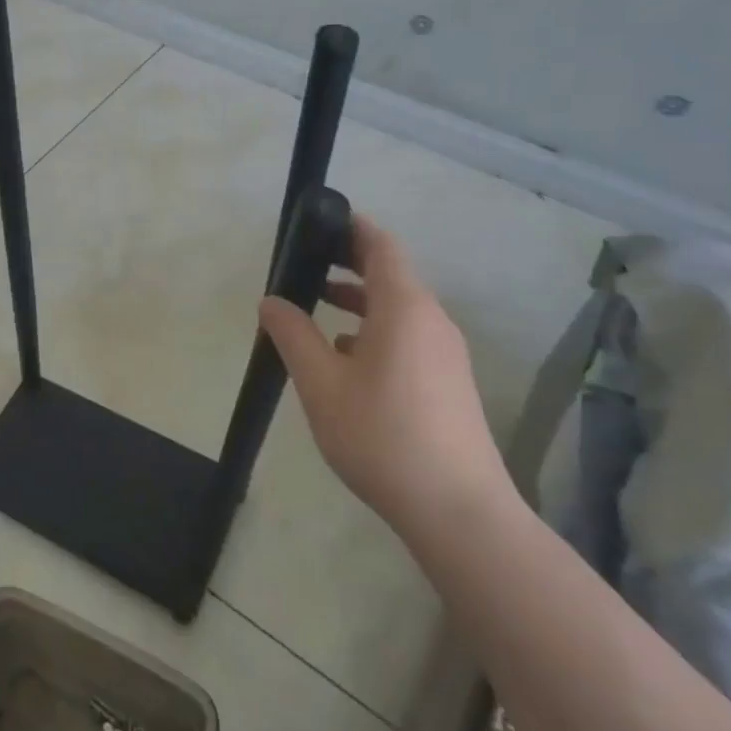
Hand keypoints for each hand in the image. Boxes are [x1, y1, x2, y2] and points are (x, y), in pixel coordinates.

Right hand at [259, 214, 511, 537]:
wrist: (458, 510)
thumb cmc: (381, 435)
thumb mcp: (321, 383)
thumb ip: (293, 335)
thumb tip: (272, 301)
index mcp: (404, 308)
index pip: (381, 246)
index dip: (352, 227)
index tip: (320, 220)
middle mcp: (432, 320)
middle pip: (391, 274)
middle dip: (349, 262)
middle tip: (307, 259)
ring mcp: (446, 353)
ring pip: (398, 309)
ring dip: (359, 300)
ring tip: (317, 304)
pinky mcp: (449, 382)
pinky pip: (408, 336)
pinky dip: (375, 330)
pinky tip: (346, 357)